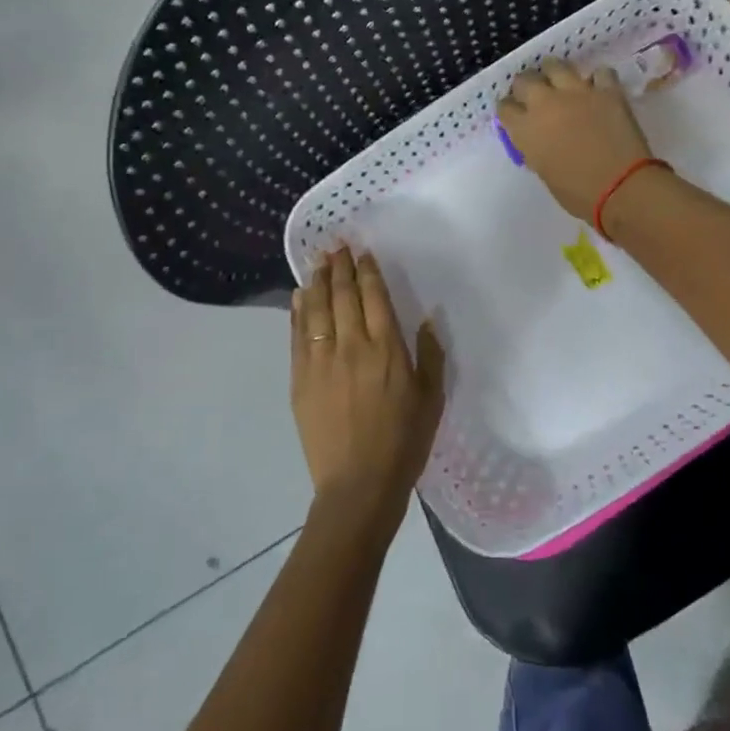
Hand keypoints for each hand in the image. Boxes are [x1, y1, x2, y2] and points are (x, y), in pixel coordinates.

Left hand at [291, 249, 446, 532]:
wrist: (358, 484)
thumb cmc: (403, 443)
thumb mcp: (432, 399)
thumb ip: (430, 355)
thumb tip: (427, 318)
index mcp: (387, 350)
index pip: (374, 297)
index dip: (367, 271)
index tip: (362, 252)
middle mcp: (352, 346)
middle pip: (343, 295)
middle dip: (340, 267)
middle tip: (335, 245)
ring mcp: (321, 361)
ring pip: (317, 309)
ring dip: (318, 281)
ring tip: (317, 261)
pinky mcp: (300, 379)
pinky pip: (298, 335)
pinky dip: (298, 311)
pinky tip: (299, 296)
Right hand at [497, 58, 654, 221]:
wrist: (621, 188)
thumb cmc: (578, 193)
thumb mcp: (544, 172)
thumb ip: (536, 148)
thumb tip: (539, 139)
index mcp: (525, 129)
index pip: (505, 107)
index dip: (510, 110)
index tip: (516, 115)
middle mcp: (545, 103)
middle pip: (525, 80)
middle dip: (527, 86)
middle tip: (535, 96)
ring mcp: (577, 92)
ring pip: (555, 65)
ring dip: (554, 73)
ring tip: (561, 83)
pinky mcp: (607, 90)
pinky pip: (599, 73)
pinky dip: (597, 79)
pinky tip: (598, 89)